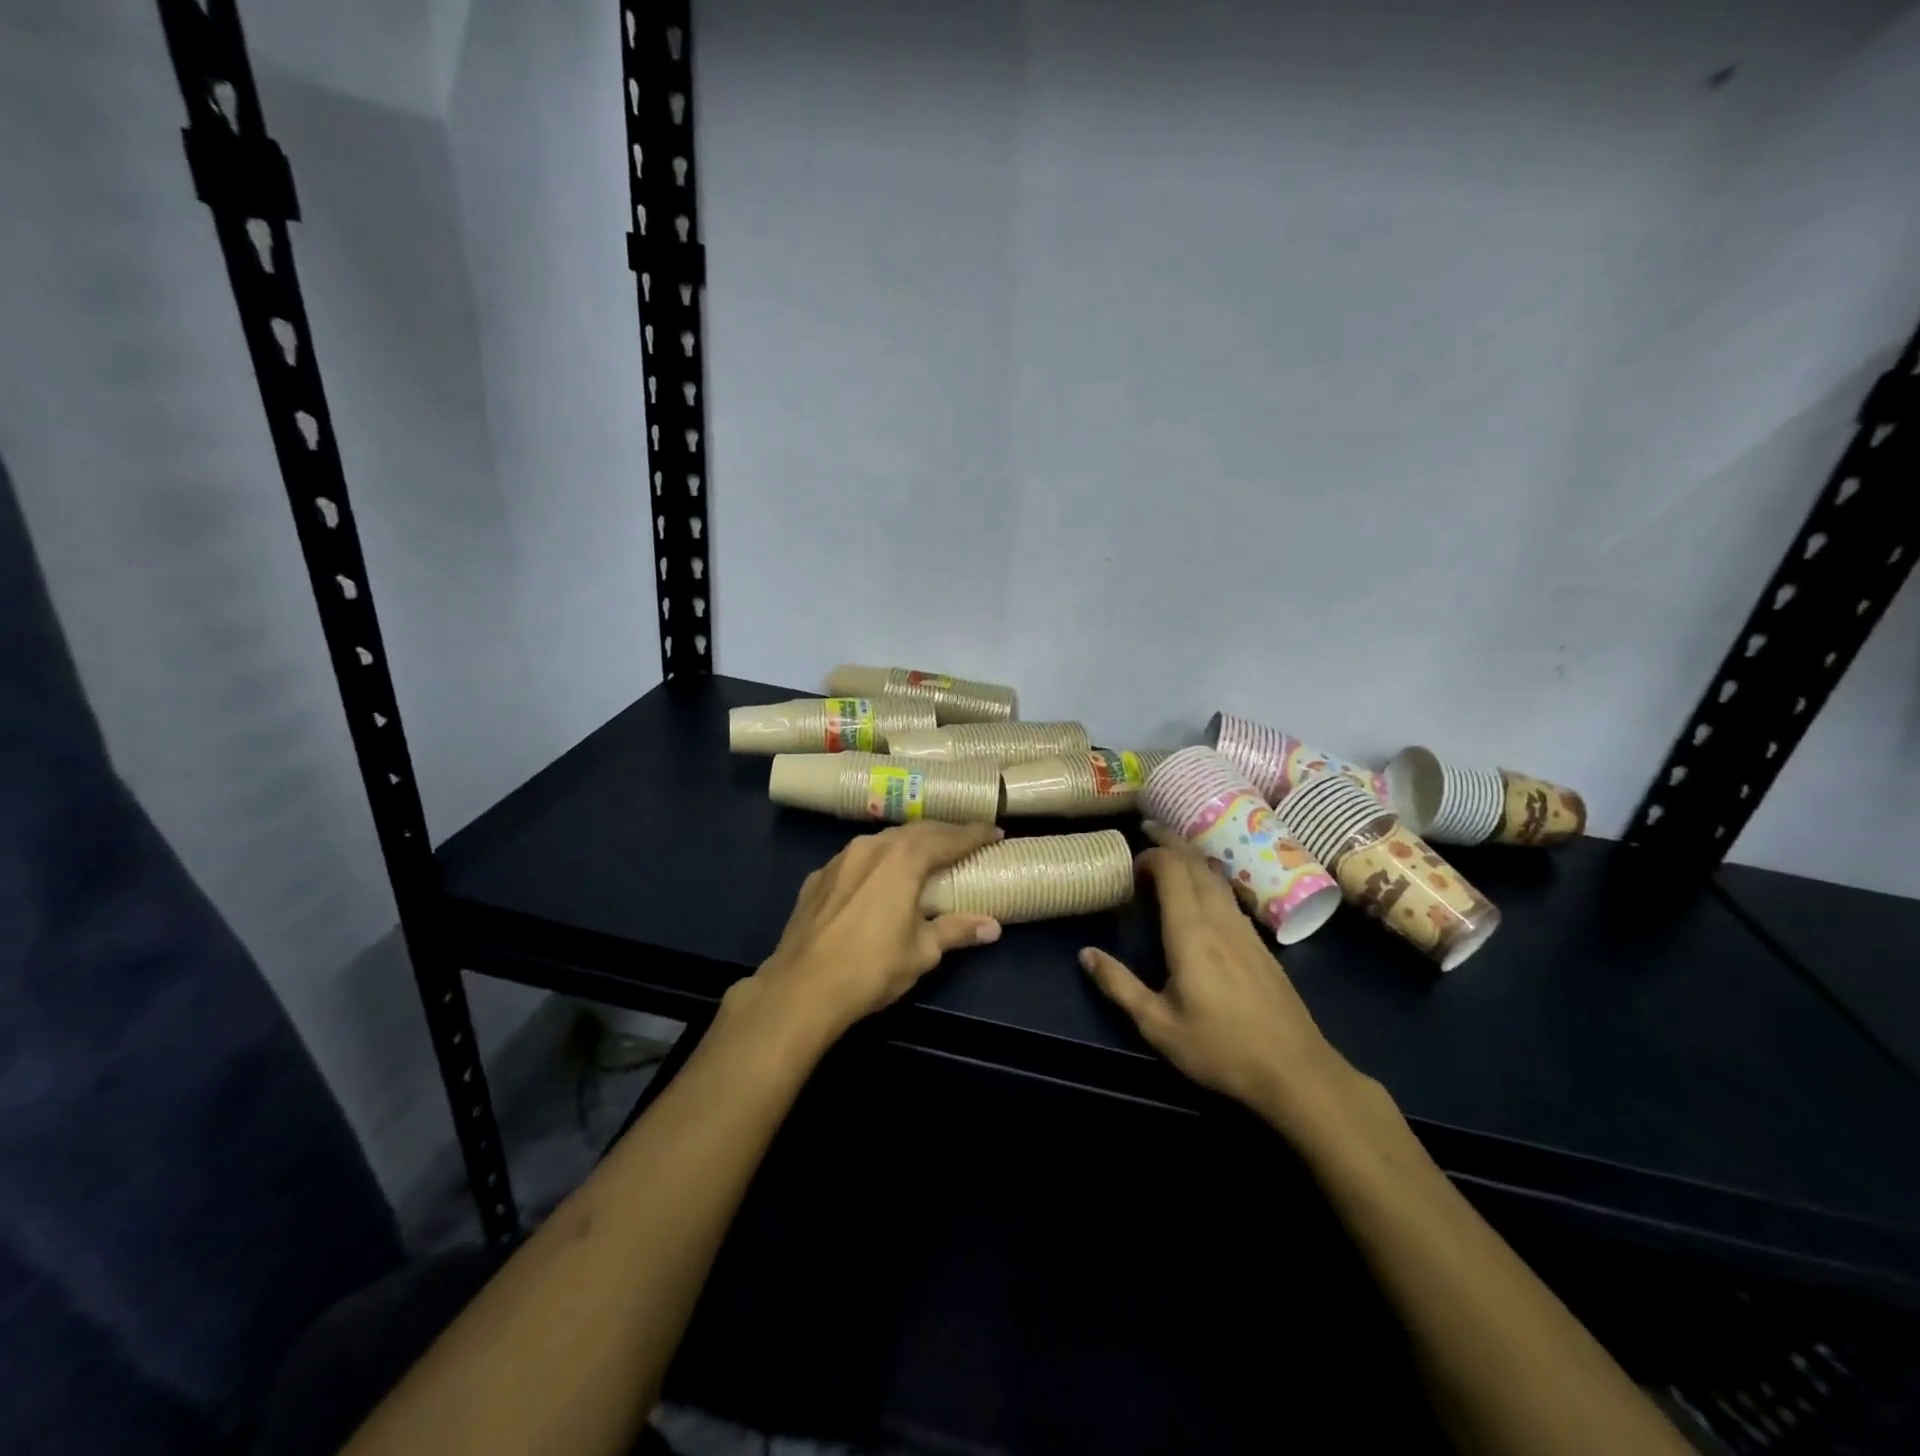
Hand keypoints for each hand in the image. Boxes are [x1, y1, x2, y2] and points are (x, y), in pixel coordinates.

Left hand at [749, 820, 1004, 1039]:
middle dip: (943, 833)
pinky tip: (879, 878)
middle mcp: (872, 847)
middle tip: (965, 841)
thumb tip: (993, 926)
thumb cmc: (872, 968)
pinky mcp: (818, 877)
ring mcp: (840, 859)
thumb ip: (957, 931)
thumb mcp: (923, 951)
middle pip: (915, 831)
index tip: (995, 832)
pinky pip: (856, 858)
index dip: (974, 834)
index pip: (948, 838)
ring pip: (882, 840)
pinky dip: (877, 861)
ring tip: (925, 855)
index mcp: (903, 859)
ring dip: (908, 844)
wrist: (802, 988)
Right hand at [1079, 833, 1353, 1126]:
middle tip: (1147, 831)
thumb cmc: (1220, 1048)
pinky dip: (1209, 878)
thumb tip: (1085, 954)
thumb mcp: (1158, 1024)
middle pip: (1196, 863)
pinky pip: (1230, 894)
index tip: (1131, 860)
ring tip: (1171, 855)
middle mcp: (1219, 919)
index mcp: (1190, 932)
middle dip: (1171, 842)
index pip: (1172, 870)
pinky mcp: (1260, 943)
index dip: (1151, 855)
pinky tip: (1202, 893)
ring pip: (1217, 876)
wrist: (1295, 1071)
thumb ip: (1119, 986)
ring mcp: (1245, 928)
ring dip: (1192, 857)